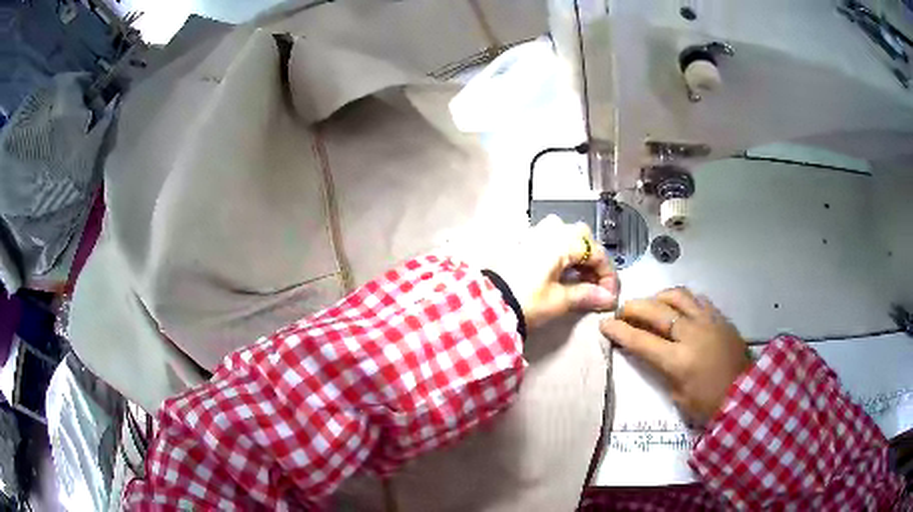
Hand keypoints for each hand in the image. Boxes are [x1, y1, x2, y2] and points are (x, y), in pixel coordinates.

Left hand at [490, 215, 618, 328]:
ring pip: (567, 239)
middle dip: (593, 263)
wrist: (486, 303)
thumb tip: (608, 298)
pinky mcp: (523, 242)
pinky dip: (562, 257)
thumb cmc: (526, 300)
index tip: (610, 296)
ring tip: (581, 284)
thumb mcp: (559, 300)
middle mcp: (550, 229)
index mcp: (563, 240)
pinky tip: (563, 276)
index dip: (607, 275)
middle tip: (596, 287)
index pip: (596, 253)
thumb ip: (586, 295)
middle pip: (583, 239)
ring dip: (578, 258)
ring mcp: (535, 233)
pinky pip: (552, 242)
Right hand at [599, 288, 751, 425]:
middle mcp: (691, 333)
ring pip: (677, 295)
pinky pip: (696, 299)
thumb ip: (661, 369)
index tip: (604, 324)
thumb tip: (647, 351)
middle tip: (623, 312)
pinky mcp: (719, 316)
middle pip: (656, 311)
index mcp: (678, 360)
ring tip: (651, 306)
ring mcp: (707, 320)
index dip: (619, 330)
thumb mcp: (677, 395)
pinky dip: (681, 300)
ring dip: (658, 298)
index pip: (640, 340)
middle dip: (634, 308)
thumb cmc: (708, 403)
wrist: (745, 393)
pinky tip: (678, 309)